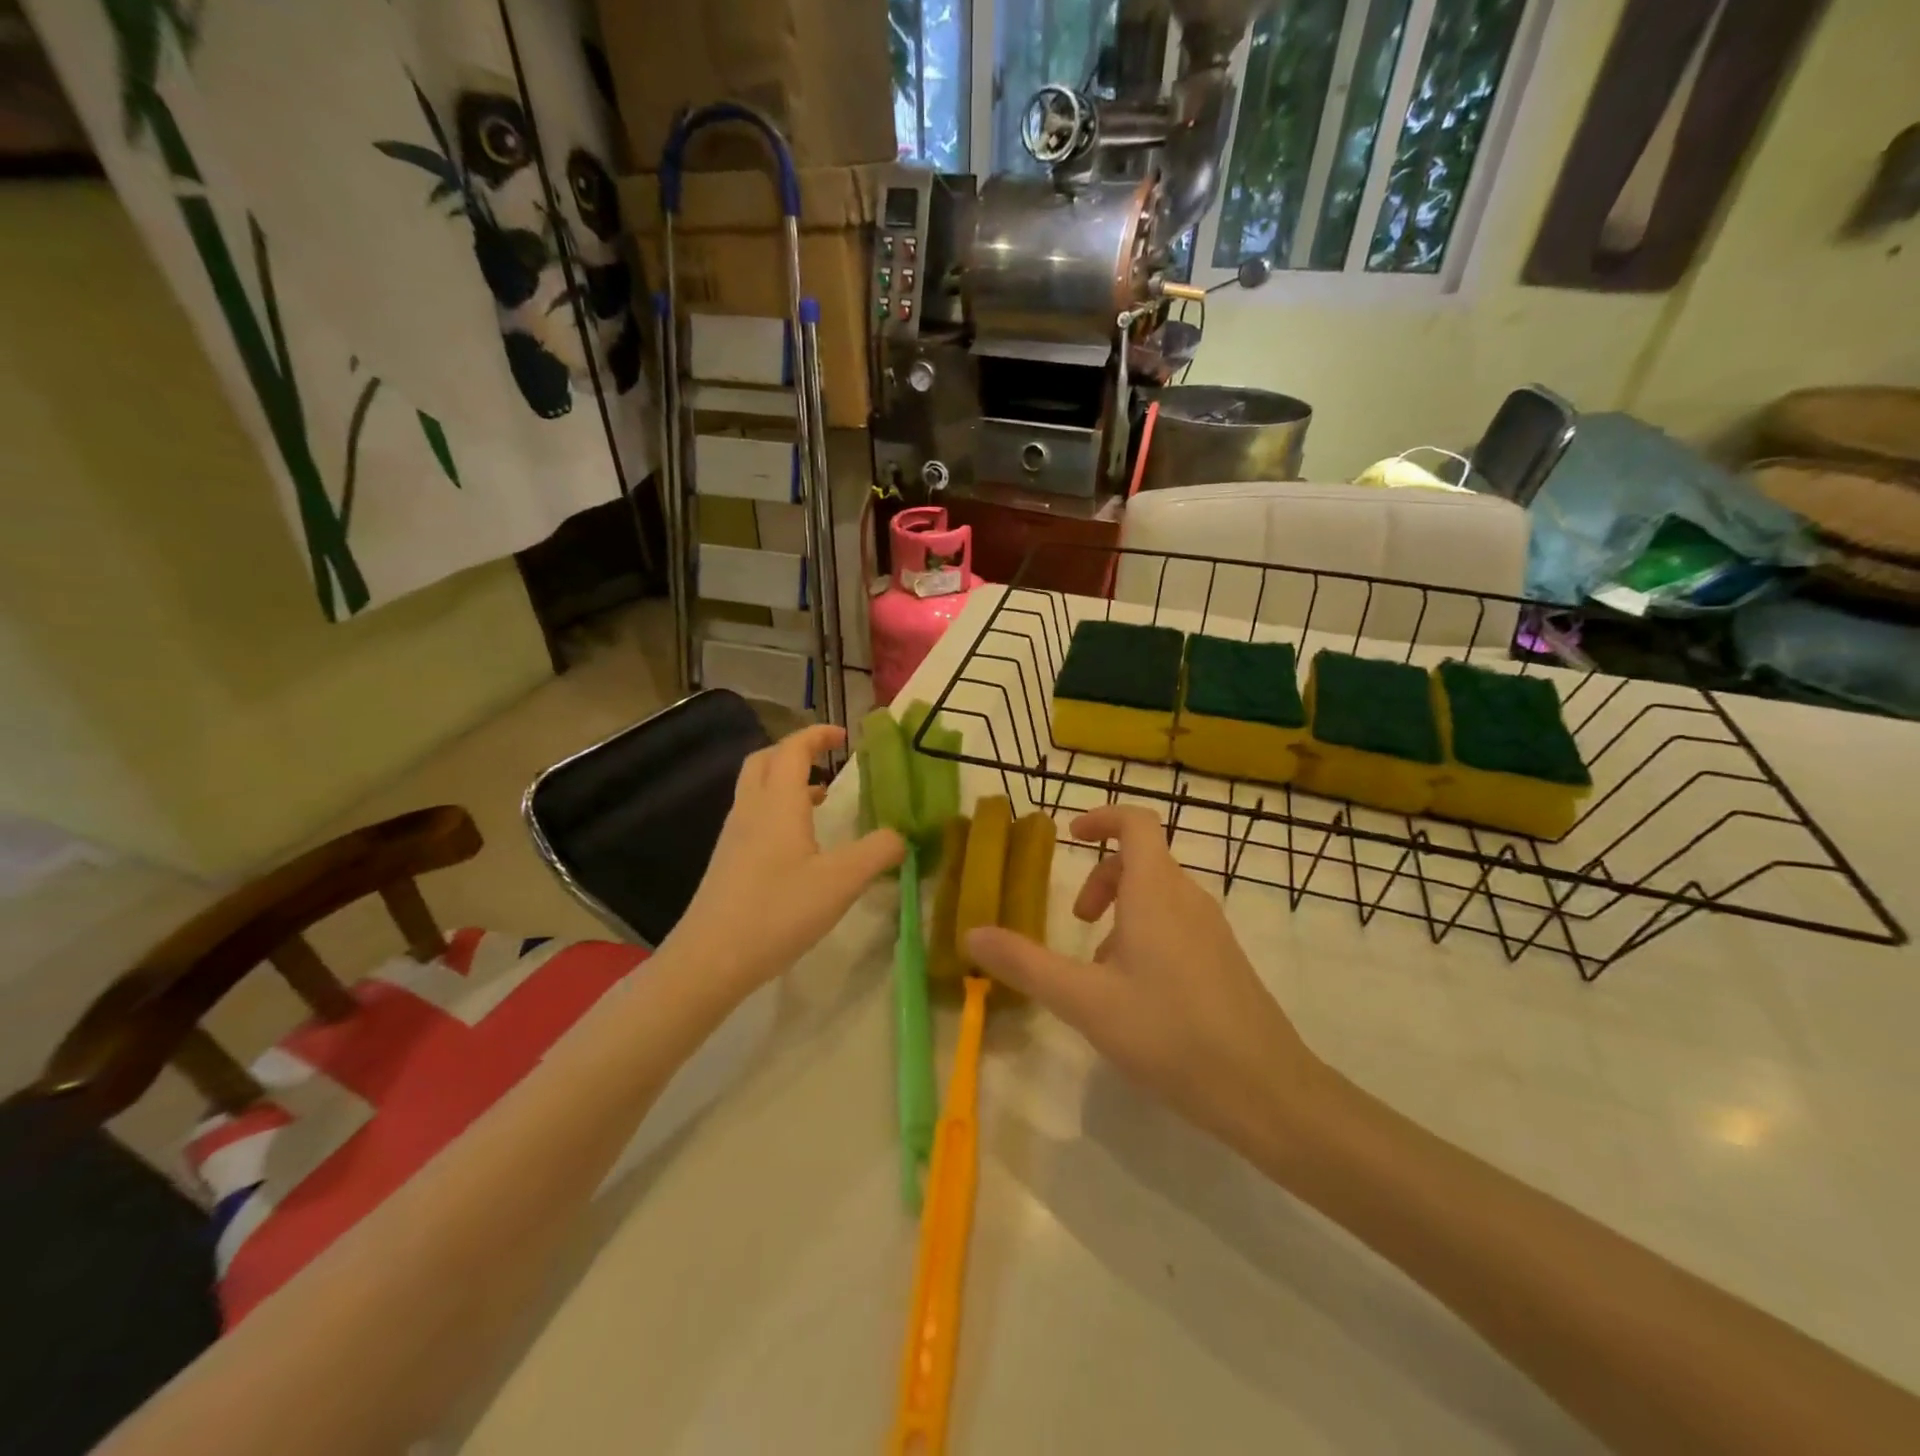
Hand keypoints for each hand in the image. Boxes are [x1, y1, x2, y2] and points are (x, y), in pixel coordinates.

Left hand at [670, 725, 903, 998]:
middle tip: (826, 761)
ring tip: (820, 799)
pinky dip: (777, 809)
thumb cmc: (778, 911)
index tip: (844, 736)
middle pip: (765, 760)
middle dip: (796, 751)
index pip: (794, 749)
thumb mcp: (841, 882)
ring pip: (756, 788)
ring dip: (786, 781)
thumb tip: (901, 836)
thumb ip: (878, 852)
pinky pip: (753, 815)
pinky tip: (798, 844)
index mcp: (778, 803)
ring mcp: (734, 836)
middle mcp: (751, 809)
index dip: (818, 735)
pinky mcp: (727, 862)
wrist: (710, 959)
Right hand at [965, 804, 1320, 1156]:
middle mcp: (1189, 898)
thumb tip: (972, 933)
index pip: (1136, 823)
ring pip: (1159, 896)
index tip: (1070, 837)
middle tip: (1077, 921)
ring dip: (1122, 913)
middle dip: (1102, 879)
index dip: (1101, 818)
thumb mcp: (1085, 1000)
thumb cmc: (1169, 1033)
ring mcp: (1213, 929)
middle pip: (1143, 859)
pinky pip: (1178, 925)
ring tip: (1101, 970)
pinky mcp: (1226, 960)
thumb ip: (1025, 964)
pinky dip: (1147, 936)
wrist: (1266, 1091)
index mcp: (1156, 891)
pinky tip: (1138, 997)